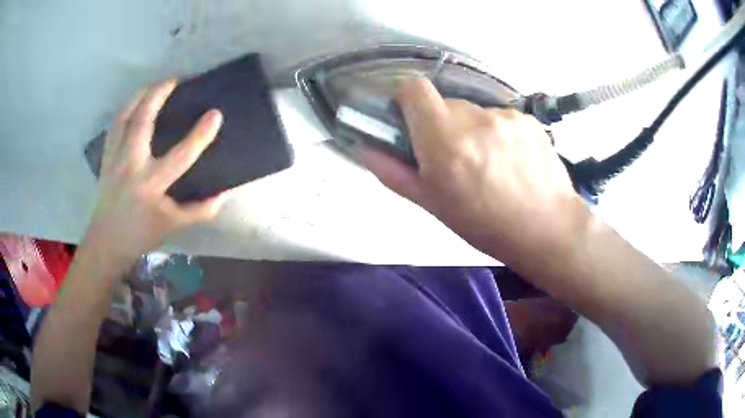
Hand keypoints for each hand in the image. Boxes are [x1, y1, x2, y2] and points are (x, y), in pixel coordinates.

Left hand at [86, 79, 228, 267]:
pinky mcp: (106, 157)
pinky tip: (135, 104)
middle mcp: (131, 165)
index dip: (200, 134)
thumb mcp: (173, 226)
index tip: (215, 114)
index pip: (180, 155)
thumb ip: (200, 210)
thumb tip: (224, 193)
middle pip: (143, 119)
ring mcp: (115, 158)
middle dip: (159, 93)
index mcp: (151, 185)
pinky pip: (115, 124)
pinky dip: (127, 109)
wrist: (107, 241)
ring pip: (125, 116)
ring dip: (140, 95)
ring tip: (155, 85)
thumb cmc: (141, 234)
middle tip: (176, 80)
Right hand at [361, 78, 583, 264]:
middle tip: (455, 156)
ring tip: (490, 164)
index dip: (406, 98)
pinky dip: (499, 133)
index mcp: (445, 141)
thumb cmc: (485, 225)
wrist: (546, 229)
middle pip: (446, 103)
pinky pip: (502, 118)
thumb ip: (395, 173)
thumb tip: (367, 149)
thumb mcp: (433, 205)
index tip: (409, 117)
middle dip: (442, 124)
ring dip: (473, 130)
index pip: (414, 88)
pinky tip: (512, 161)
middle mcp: (475, 120)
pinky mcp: (528, 119)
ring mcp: (506, 117)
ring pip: (475, 112)